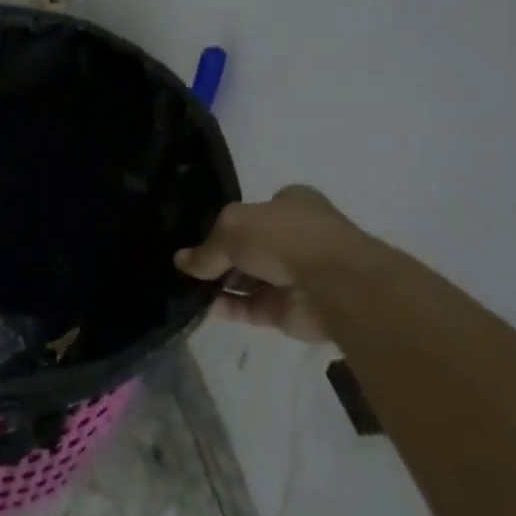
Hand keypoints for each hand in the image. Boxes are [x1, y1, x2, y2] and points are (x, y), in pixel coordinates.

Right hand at [174, 186, 358, 343]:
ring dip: (219, 285)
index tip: (199, 235)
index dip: (227, 223)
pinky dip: (228, 307)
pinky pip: (251, 307)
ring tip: (184, 287)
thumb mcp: (231, 227)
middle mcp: (296, 237)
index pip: (254, 211)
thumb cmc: (284, 237)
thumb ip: (206, 248)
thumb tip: (182, 262)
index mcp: (292, 205)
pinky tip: (201, 306)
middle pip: (248, 247)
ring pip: (248, 280)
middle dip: (219, 257)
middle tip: (186, 265)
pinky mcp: (290, 310)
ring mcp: (295, 276)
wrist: (333, 284)